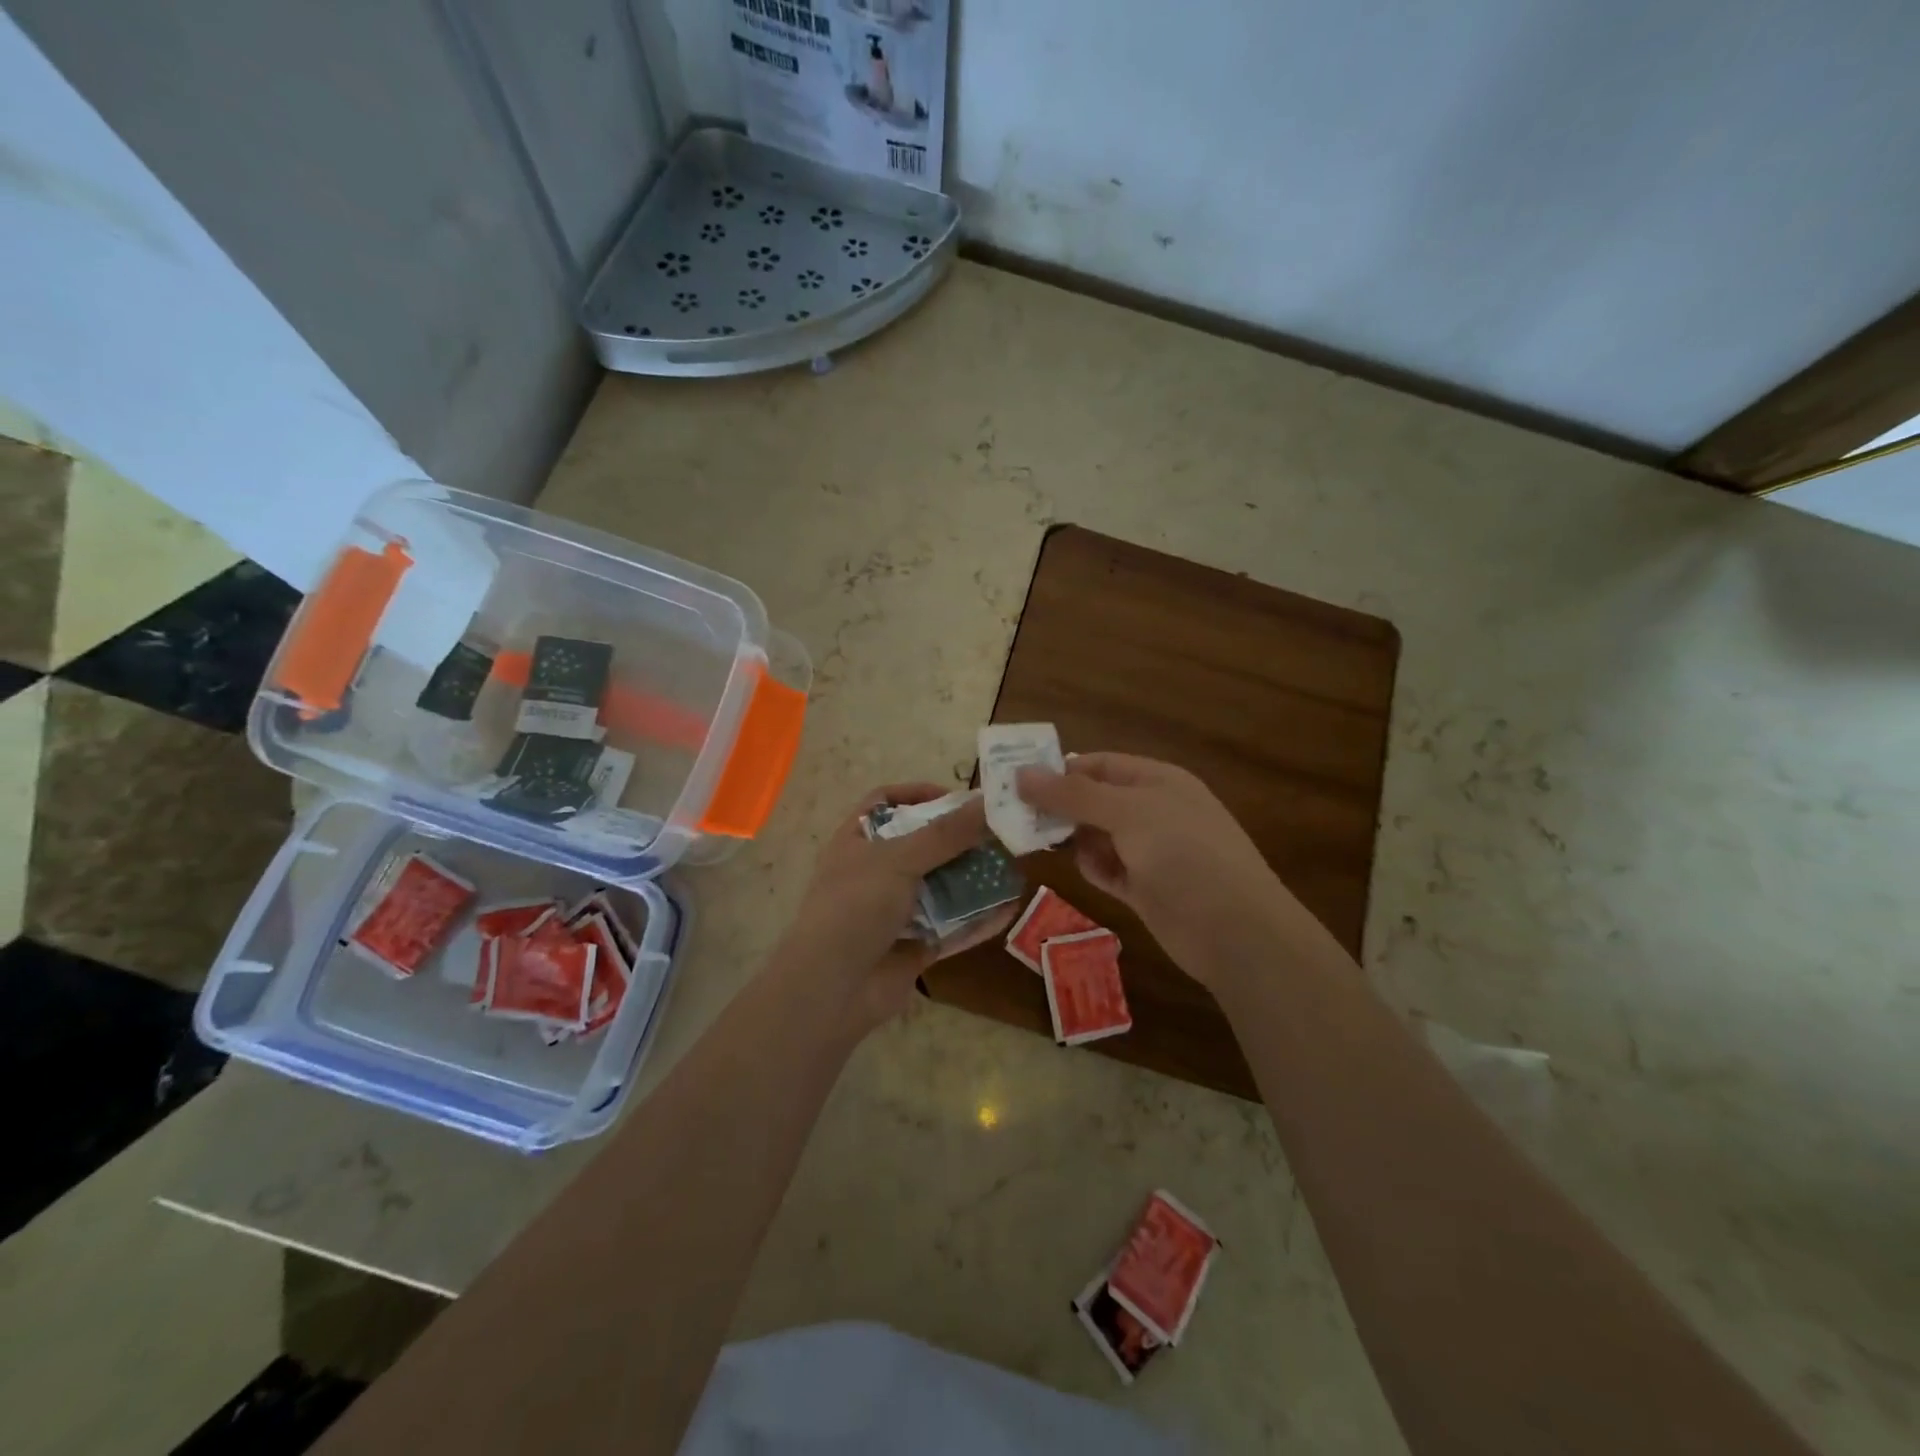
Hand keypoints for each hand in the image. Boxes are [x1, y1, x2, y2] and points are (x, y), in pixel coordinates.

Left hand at [772, 783, 1017, 1028]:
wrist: (831, 990)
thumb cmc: (855, 907)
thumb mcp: (898, 859)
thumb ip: (945, 834)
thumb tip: (988, 803)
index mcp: (857, 841)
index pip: (885, 802)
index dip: (918, 794)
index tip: (958, 798)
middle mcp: (874, 872)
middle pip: (922, 845)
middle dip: (959, 839)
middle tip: (999, 832)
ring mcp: (895, 912)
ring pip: (941, 887)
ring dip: (974, 878)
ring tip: (1013, 866)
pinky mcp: (914, 947)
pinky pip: (952, 927)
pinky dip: (978, 919)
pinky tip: (1010, 909)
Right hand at [1016, 753, 1306, 990]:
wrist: (1235, 930)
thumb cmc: (1184, 854)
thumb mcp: (1127, 812)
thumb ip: (1072, 794)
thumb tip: (1021, 773)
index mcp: (1157, 780)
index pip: (1099, 764)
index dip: (1060, 770)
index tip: (1017, 784)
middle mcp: (1153, 811)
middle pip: (1094, 800)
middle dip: (1060, 808)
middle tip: (1016, 818)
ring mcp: (1151, 851)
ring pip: (1096, 836)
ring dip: (1074, 840)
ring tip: (1042, 845)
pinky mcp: (1145, 888)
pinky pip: (1108, 869)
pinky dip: (1094, 868)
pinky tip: (1089, 873)